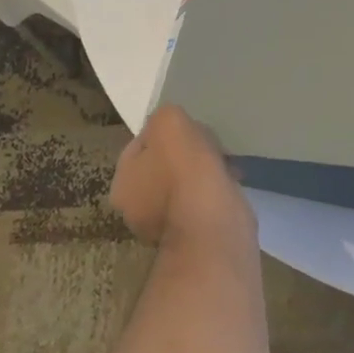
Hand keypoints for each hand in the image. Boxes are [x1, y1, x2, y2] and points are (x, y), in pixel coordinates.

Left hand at [109, 105, 253, 247]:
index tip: (188, 126)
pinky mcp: (194, 236)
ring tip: (225, 159)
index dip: (164, 130)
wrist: (215, 225)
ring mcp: (166, 227)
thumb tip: (170, 124)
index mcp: (122, 184)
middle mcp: (137, 210)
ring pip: (184, 184)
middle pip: (162, 164)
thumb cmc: (185, 171)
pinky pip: (202, 202)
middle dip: (186, 152)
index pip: (139, 144)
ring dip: (203, 171)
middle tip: (209, 142)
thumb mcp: (169, 123)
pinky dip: (215, 190)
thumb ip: (164, 116)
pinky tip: (231, 179)